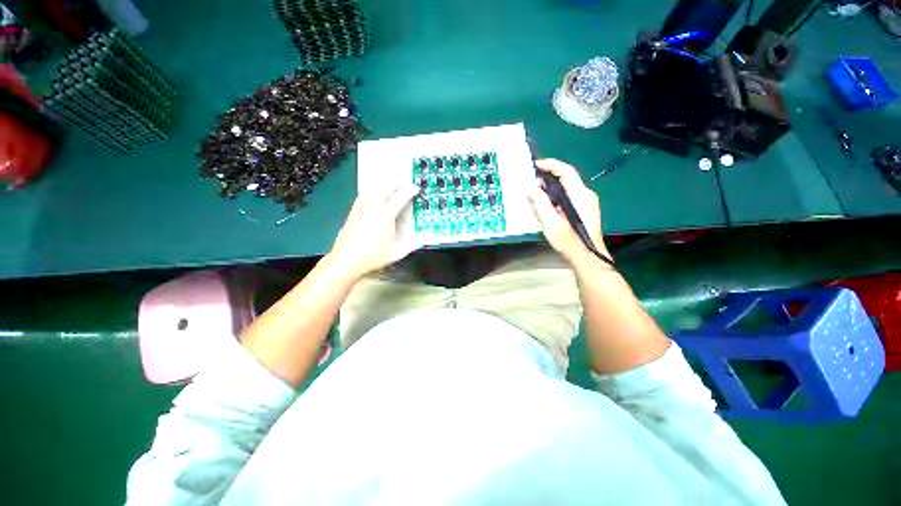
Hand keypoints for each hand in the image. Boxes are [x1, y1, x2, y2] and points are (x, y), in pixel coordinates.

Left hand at [328, 184, 421, 279]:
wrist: (346, 260)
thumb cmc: (373, 257)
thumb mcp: (397, 253)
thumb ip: (413, 244)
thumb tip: (427, 238)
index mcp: (385, 217)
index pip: (399, 198)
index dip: (409, 191)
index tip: (416, 188)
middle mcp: (372, 209)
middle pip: (385, 190)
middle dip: (396, 185)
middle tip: (404, 184)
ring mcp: (360, 209)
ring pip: (373, 191)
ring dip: (383, 186)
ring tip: (390, 186)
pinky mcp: (352, 212)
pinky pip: (363, 196)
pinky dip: (371, 192)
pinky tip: (372, 195)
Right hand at [527, 159, 606, 263]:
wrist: (587, 257)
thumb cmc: (569, 241)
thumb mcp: (551, 222)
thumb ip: (540, 203)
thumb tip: (531, 188)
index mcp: (580, 195)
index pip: (566, 171)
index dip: (551, 165)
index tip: (536, 165)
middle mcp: (586, 194)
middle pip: (567, 178)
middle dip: (549, 176)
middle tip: (532, 182)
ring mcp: (587, 202)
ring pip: (568, 187)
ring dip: (552, 187)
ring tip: (536, 192)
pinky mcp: (585, 209)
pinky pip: (569, 195)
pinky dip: (557, 194)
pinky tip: (547, 203)